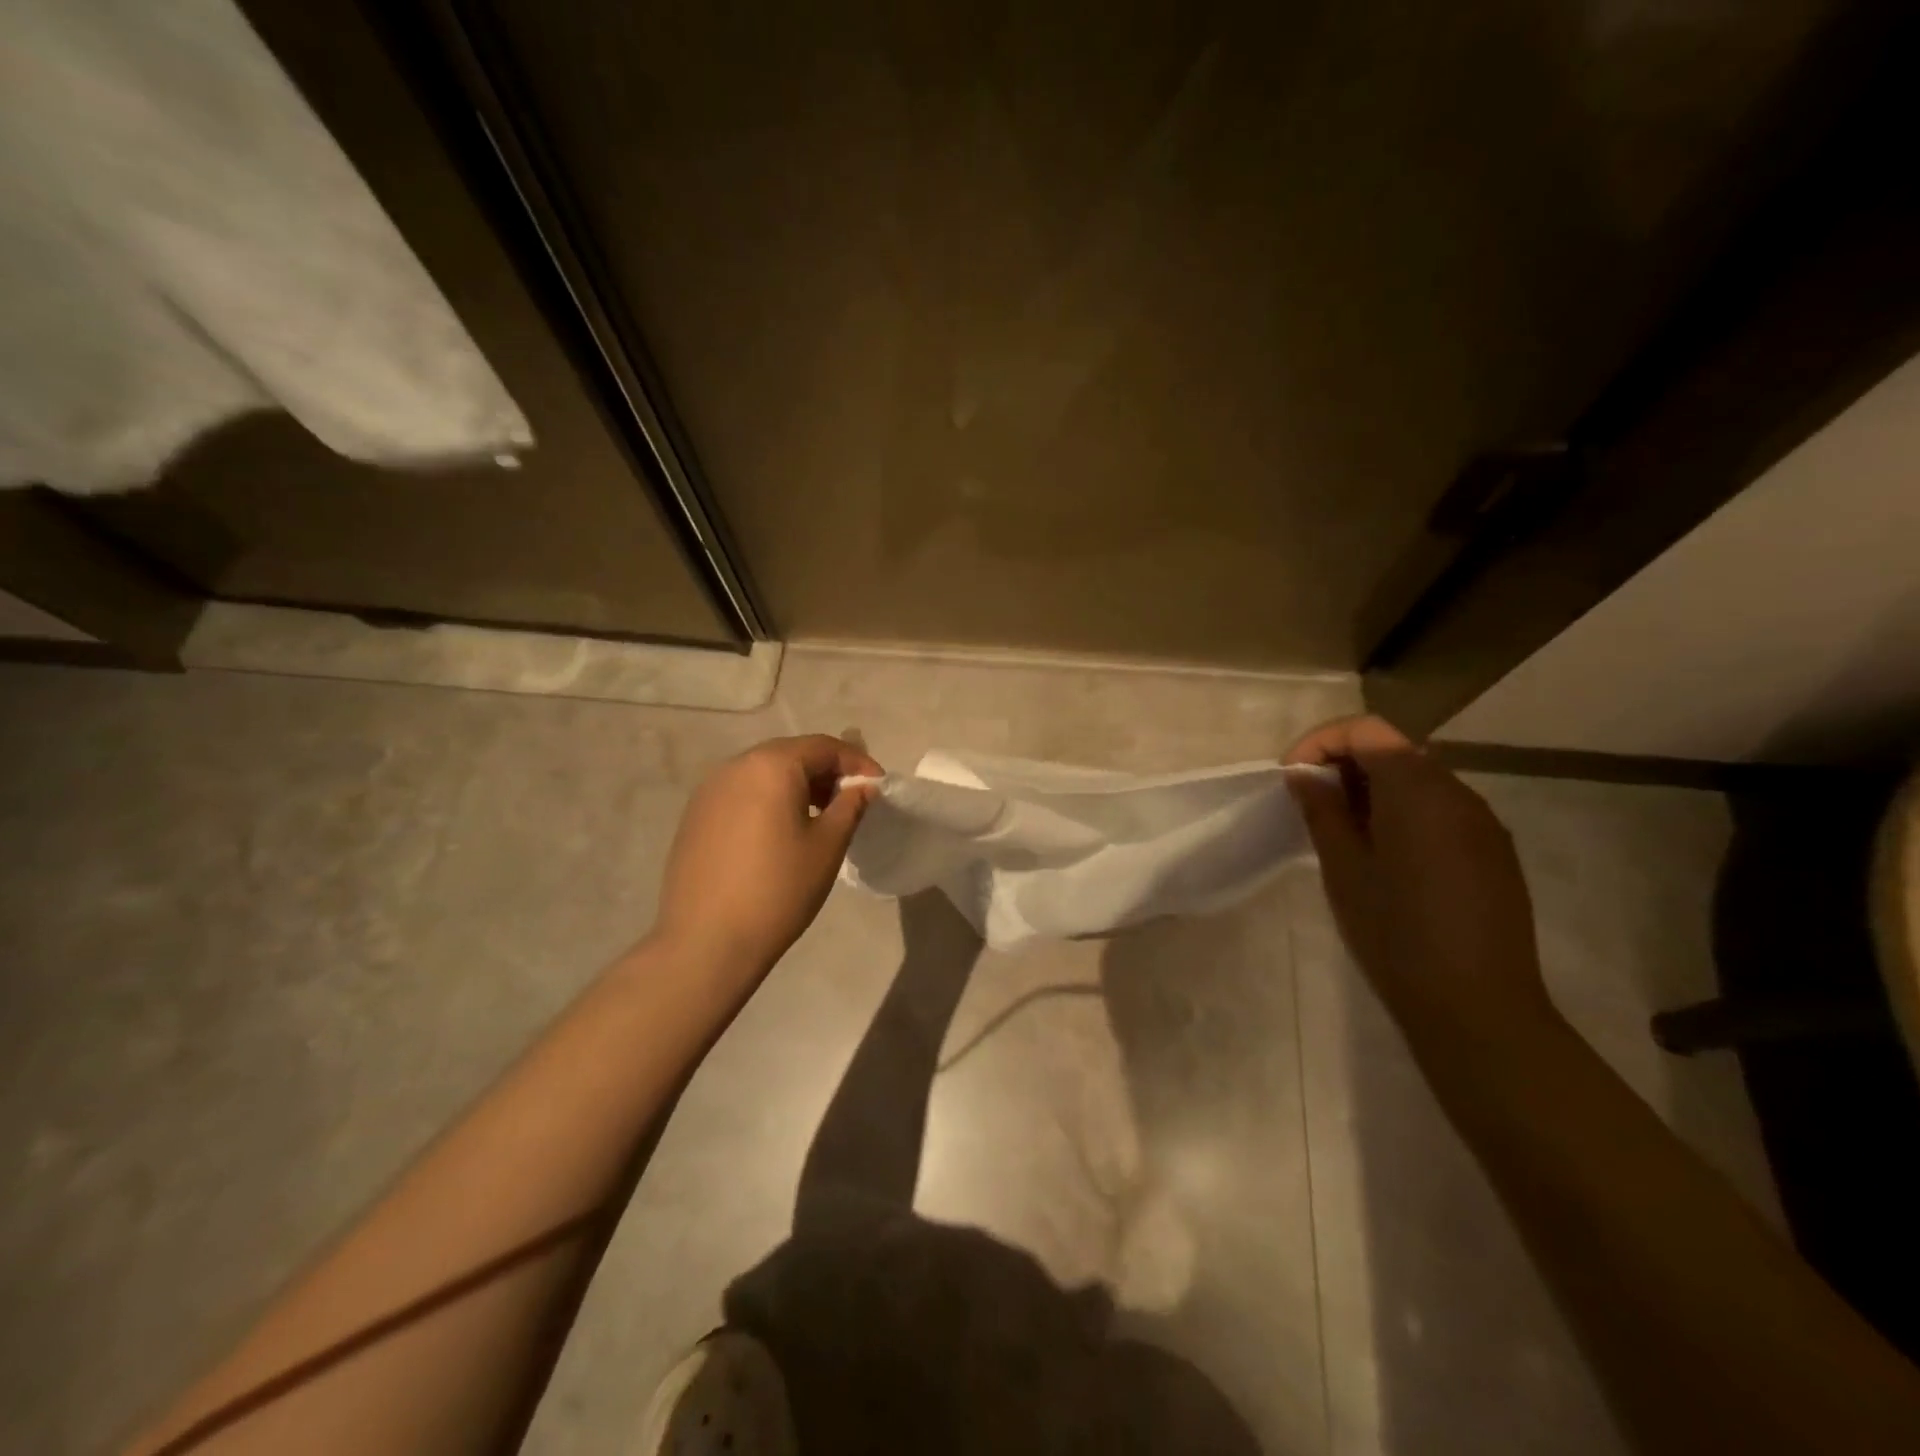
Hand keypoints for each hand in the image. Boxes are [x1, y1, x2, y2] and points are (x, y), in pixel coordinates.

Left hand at [652, 734, 882, 978]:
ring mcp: (709, 790)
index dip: (856, 762)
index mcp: (771, 765)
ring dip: (796, 785)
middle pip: (791, 754)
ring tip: (819, 817)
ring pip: (764, 773)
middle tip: (851, 800)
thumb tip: (864, 786)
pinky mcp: (695, 816)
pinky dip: (768, 800)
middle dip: (826, 772)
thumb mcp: (828, 846)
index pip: (823, 746)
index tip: (878, 786)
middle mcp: (736, 766)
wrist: (707, 941)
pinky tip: (779, 833)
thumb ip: (850, 805)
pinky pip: (742, 793)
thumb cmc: (778, 889)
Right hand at [1285, 715, 1557, 1038]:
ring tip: (1341, 831)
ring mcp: (1482, 823)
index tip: (1291, 778)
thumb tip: (1304, 776)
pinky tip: (1384, 855)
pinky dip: (1402, 812)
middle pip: (1395, 749)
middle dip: (1345, 764)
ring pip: (1418, 780)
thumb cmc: (1396, 933)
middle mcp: (1458, 793)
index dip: (1320, 742)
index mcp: (1418, 790)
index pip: (1366, 730)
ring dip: (1373, 789)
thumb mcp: (1344, 869)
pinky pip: (1440, 810)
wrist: (1478, 1007)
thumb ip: (1323, 811)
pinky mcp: (1493, 852)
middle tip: (1310, 804)